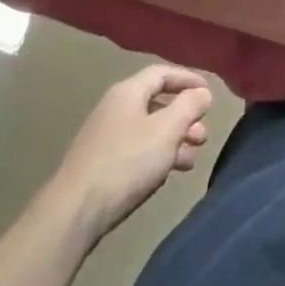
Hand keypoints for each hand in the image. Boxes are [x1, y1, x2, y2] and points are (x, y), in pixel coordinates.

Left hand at [49, 65, 214, 245]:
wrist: (74, 212)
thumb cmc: (126, 162)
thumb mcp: (167, 130)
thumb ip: (189, 106)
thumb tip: (202, 92)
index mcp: (128, 92)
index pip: (162, 73)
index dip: (188, 79)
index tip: (209, 93)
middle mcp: (114, 108)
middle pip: (157, 103)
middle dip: (184, 117)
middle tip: (203, 135)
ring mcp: (105, 137)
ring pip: (148, 129)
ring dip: (174, 140)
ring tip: (192, 159)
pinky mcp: (101, 164)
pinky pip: (137, 149)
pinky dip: (157, 155)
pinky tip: (169, 173)